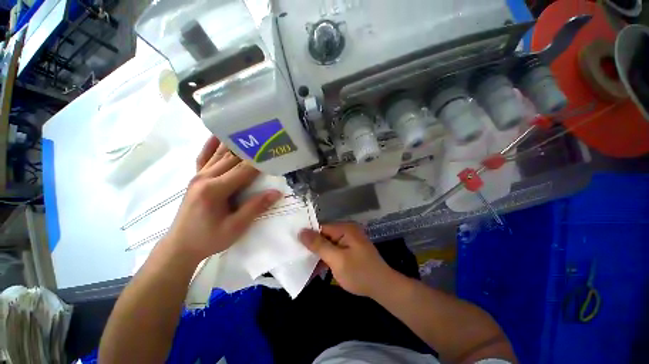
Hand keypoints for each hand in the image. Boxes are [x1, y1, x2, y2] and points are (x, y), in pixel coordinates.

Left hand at [163, 136, 281, 263]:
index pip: (244, 170)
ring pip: (220, 155)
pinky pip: (204, 157)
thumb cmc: (208, 239)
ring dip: (236, 144)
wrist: (180, 246)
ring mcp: (198, 176)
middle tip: (267, 139)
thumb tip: (276, 193)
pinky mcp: (196, 178)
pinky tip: (217, 134)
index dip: (261, 161)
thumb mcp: (235, 227)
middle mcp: (205, 177)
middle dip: (252, 149)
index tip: (274, 151)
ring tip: (249, 132)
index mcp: (215, 189)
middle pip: (233, 159)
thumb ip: (255, 207)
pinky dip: (211, 145)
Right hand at [299, 223, 396, 297]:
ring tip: (304, 264)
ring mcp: (349, 240)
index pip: (321, 227)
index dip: (308, 236)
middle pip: (324, 235)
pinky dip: (326, 258)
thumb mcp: (337, 259)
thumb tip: (301, 232)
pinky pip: (334, 250)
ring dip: (319, 254)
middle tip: (297, 256)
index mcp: (345, 229)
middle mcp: (346, 231)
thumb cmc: (360, 273)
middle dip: (313, 246)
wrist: (383, 287)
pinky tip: (317, 268)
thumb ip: (319, 245)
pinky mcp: (349, 249)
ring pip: (328, 244)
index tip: (294, 245)